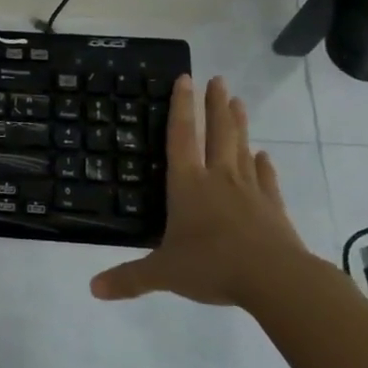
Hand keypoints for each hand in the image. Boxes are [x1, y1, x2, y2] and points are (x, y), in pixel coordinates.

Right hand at [91, 75, 314, 309]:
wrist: (275, 279)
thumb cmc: (212, 266)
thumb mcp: (163, 273)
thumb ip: (129, 278)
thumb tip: (93, 289)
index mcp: (187, 185)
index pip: (180, 137)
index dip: (181, 107)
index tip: (186, 78)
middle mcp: (218, 179)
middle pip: (217, 133)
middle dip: (215, 105)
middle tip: (218, 79)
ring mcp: (249, 191)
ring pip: (242, 149)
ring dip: (239, 125)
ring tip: (238, 102)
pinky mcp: (272, 209)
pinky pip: (266, 180)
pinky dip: (264, 167)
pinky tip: (265, 157)